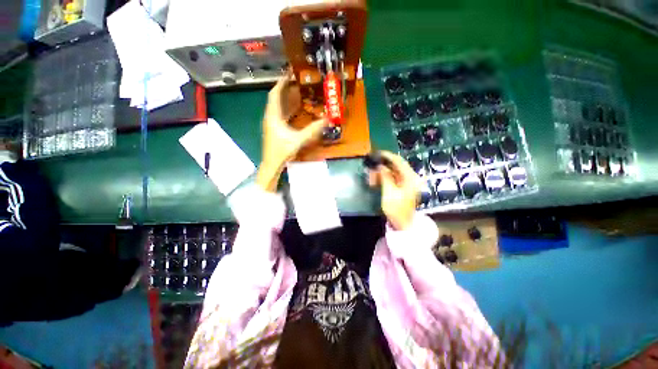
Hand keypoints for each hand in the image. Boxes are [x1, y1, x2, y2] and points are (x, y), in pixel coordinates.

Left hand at [256, 73, 326, 191]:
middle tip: (298, 81)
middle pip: (277, 98)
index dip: (281, 83)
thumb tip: (327, 120)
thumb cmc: (282, 151)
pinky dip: (289, 109)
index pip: (275, 94)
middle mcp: (271, 116)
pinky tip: (297, 109)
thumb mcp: (298, 139)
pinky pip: (281, 114)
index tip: (290, 74)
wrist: (272, 164)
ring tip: (299, 92)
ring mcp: (272, 123)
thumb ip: (312, 130)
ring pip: (279, 106)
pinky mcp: (275, 129)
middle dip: (286, 88)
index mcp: (273, 116)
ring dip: (288, 99)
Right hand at [368, 151, 420, 230]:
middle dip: (383, 165)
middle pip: (396, 165)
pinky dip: (385, 177)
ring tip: (372, 175)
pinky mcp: (403, 187)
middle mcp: (411, 178)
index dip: (387, 156)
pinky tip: (376, 180)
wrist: (403, 224)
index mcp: (410, 178)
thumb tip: (380, 166)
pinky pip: (393, 178)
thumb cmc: (396, 209)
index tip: (377, 153)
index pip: (399, 161)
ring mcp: (407, 183)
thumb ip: (385, 177)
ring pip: (393, 172)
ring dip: (382, 172)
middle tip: (372, 166)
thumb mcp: (389, 192)